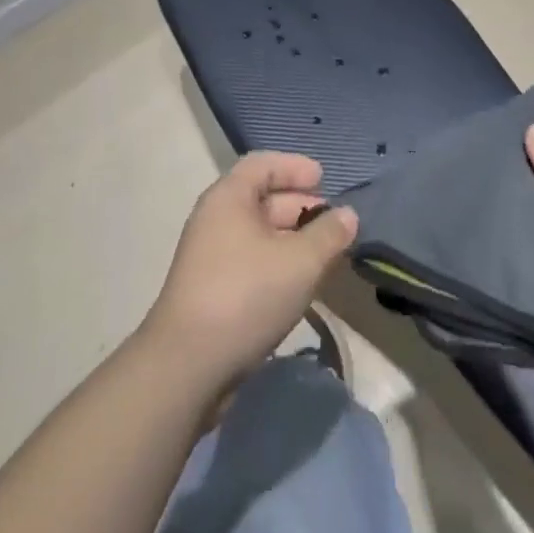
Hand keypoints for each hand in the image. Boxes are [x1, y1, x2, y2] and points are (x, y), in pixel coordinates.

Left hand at [144, 153, 358, 391]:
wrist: (186, 367)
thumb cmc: (246, 295)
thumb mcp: (300, 261)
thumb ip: (329, 234)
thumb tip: (348, 215)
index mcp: (229, 198)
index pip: (263, 165)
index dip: (295, 167)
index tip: (324, 179)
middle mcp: (215, 220)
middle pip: (262, 199)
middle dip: (300, 206)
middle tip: (334, 223)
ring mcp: (210, 257)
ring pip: (259, 235)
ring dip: (293, 240)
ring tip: (325, 256)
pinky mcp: (211, 292)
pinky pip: (251, 262)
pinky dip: (278, 264)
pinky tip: (301, 285)